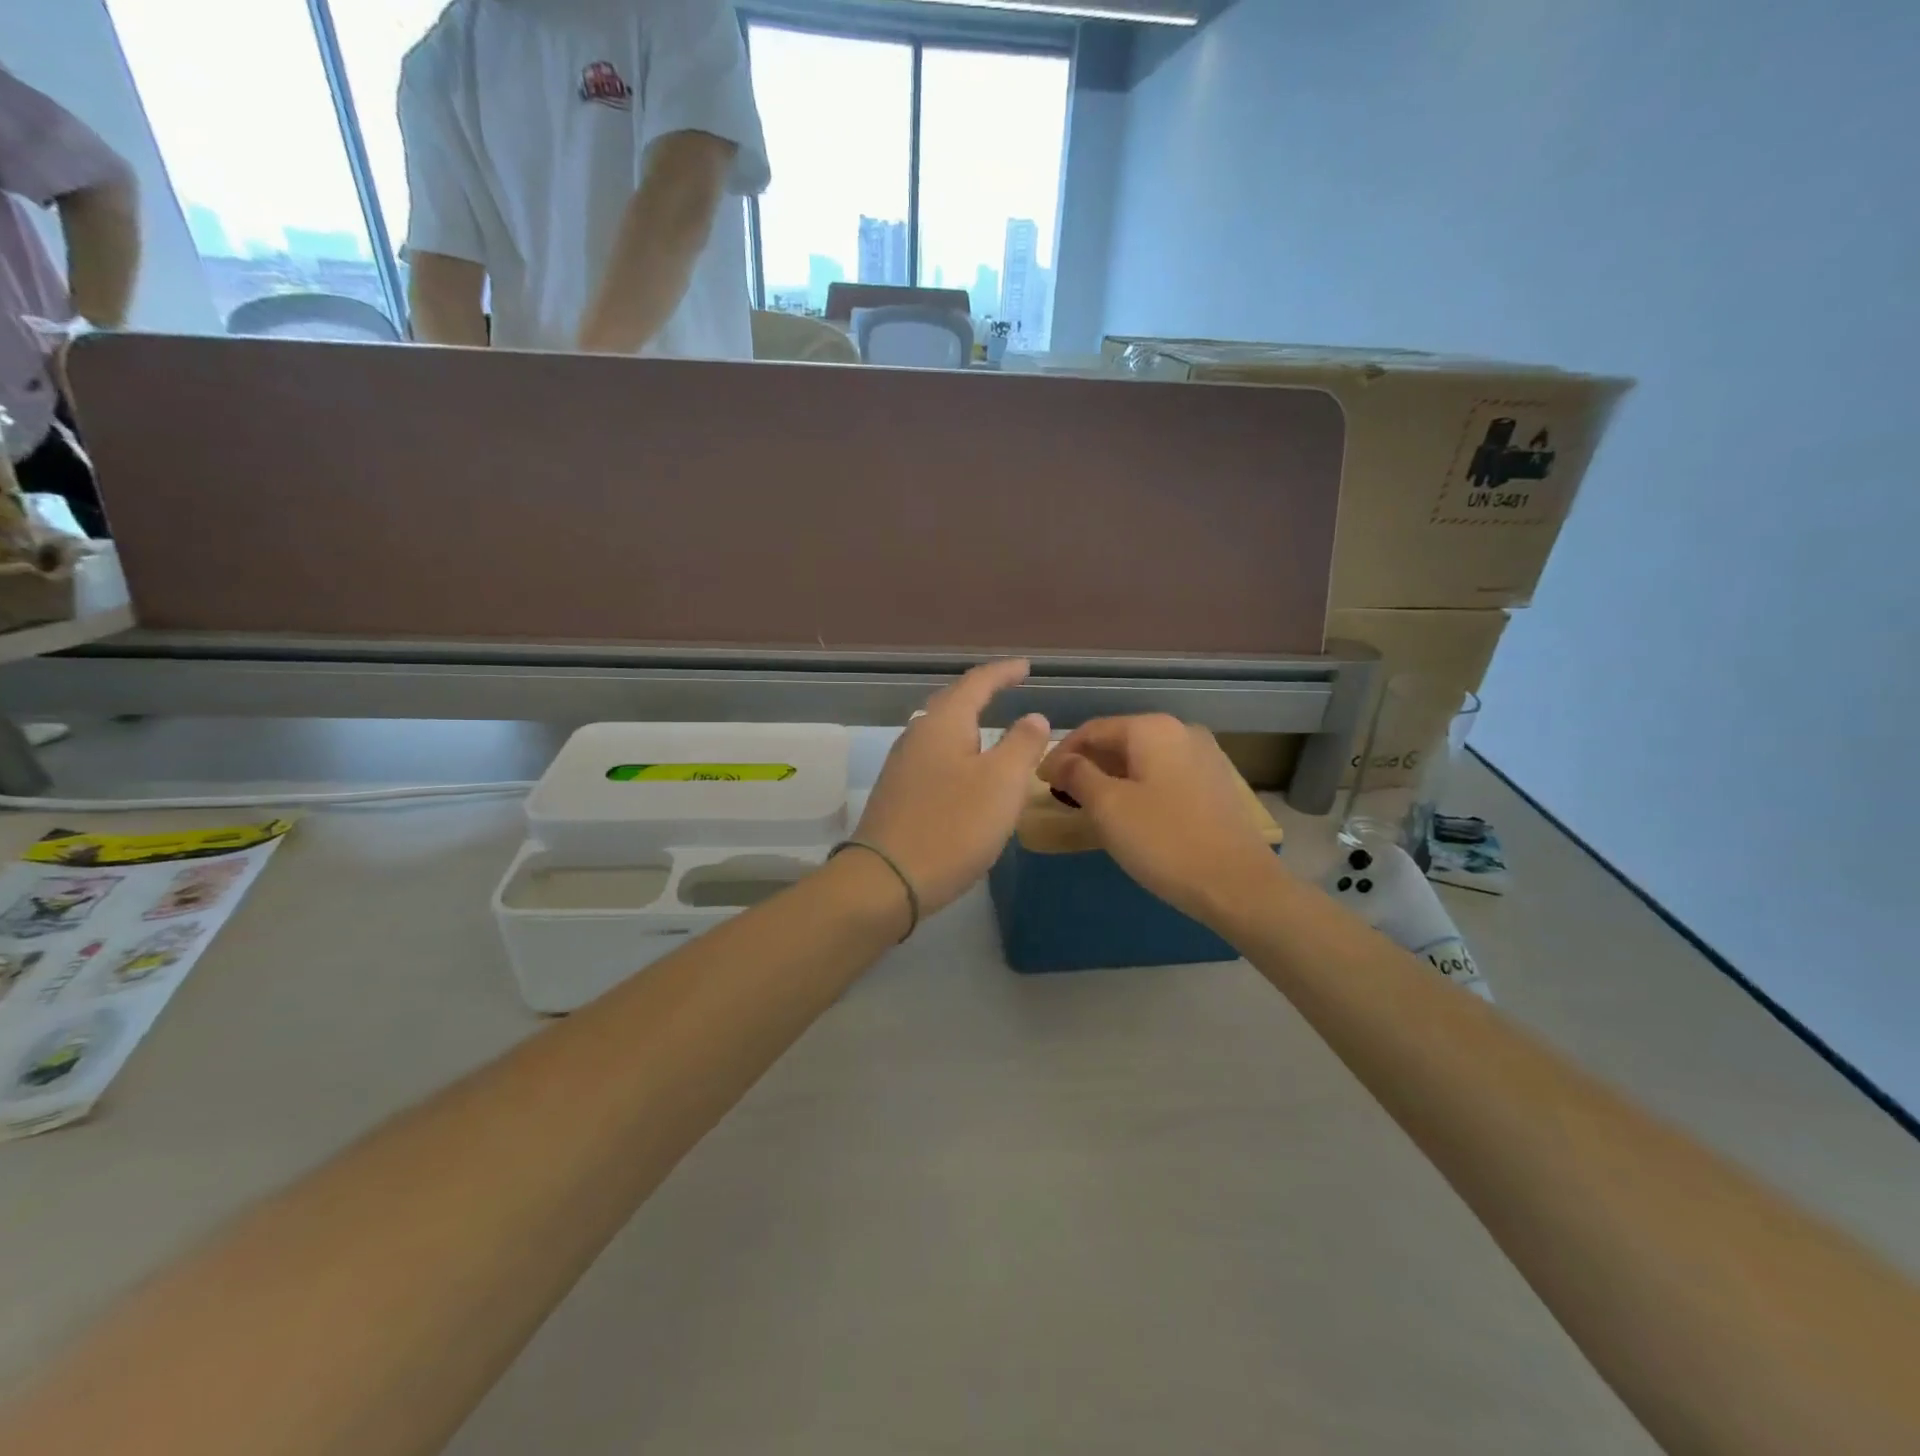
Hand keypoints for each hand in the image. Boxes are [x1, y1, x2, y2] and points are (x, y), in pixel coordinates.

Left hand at [853, 659, 1050, 915]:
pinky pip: (934, 760)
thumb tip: (1033, 717)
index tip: (1026, 667)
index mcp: (943, 724)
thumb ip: (1022, 744)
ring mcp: (902, 766)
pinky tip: (967, 772)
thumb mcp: (1002, 783)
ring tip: (991, 728)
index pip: (977, 683)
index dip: (1004, 673)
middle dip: (982, 694)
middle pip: (952, 703)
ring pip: (941, 733)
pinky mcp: (898, 795)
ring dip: (968, 725)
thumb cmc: (953, 826)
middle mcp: (917, 736)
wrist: (886, 880)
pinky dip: (958, 755)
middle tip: (1008, 689)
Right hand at [1039, 715, 1280, 926]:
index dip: (1061, 754)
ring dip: (1112, 777)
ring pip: (1143, 759)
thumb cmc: (1164, 840)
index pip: (1092, 730)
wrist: (1238, 884)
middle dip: (1087, 765)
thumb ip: (1078, 775)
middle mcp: (1181, 732)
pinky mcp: (1215, 783)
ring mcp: (1204, 757)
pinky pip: (1164, 775)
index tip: (1040, 782)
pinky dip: (1138, 786)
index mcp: (1153, 729)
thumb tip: (1062, 761)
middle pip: (1119, 740)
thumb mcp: (1108, 807)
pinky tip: (1129, 813)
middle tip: (1062, 795)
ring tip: (1090, 806)